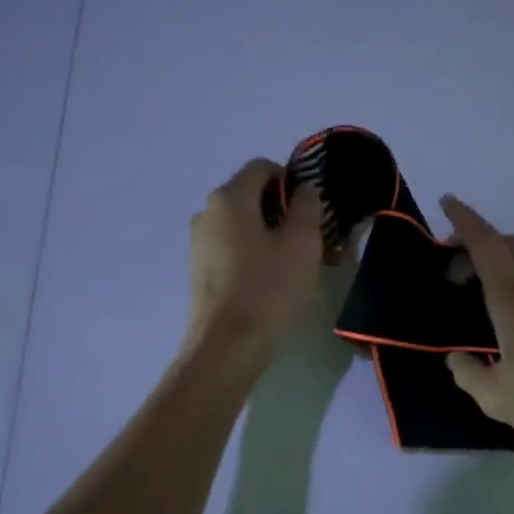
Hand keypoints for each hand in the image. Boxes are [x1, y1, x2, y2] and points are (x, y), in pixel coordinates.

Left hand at [183, 159, 325, 362]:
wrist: (226, 346)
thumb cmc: (268, 288)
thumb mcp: (301, 243)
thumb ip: (307, 206)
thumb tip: (304, 189)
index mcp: (229, 198)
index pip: (262, 167)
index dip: (292, 180)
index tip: (314, 208)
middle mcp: (207, 213)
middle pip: (251, 196)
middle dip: (285, 210)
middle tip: (315, 238)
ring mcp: (199, 243)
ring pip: (243, 225)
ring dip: (272, 234)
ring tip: (299, 263)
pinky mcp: (200, 270)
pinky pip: (232, 248)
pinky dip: (255, 253)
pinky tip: (274, 280)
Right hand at [440, 195, 513, 450]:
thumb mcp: (494, 397)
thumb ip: (467, 372)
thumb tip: (456, 358)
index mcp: (513, 297)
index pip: (485, 244)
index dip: (464, 220)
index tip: (448, 203)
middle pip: (511, 243)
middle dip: (481, 243)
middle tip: (460, 269)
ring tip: (502, 272)